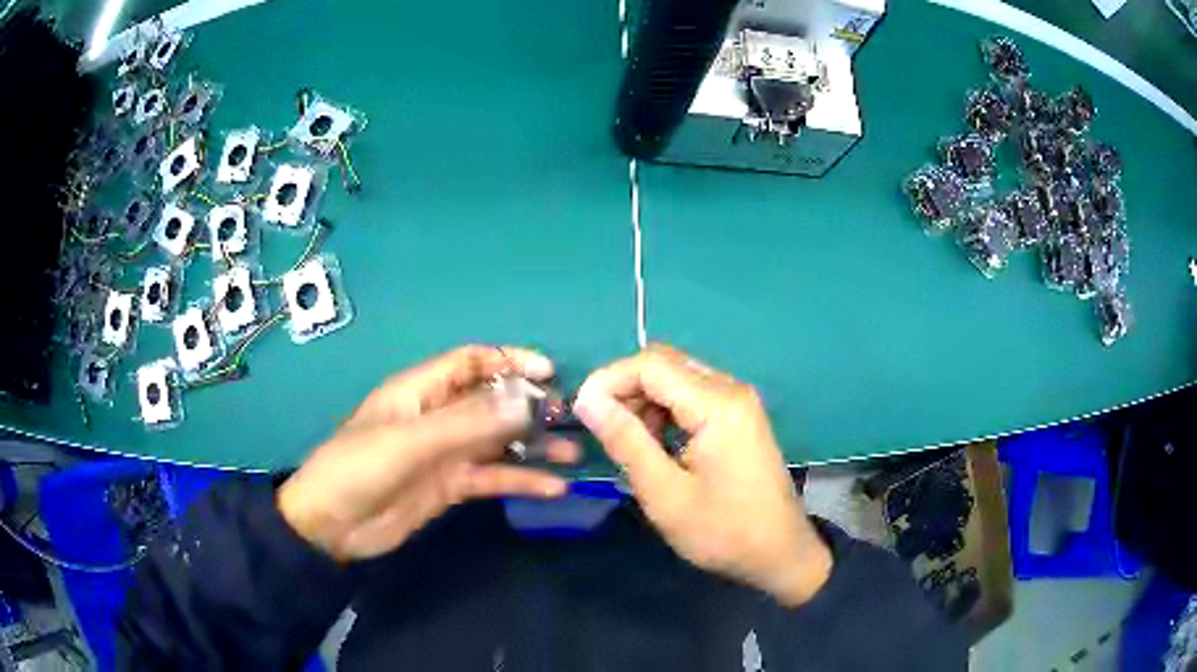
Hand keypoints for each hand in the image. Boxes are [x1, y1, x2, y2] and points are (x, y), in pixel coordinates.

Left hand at [277, 345, 577, 561]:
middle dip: (529, 406)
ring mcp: (445, 453)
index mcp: (421, 391)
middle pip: (491, 401)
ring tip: (573, 453)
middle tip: (569, 419)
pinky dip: (521, 480)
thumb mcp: (411, 441)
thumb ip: (468, 421)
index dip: (509, 361)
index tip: (549, 374)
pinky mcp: (450, 486)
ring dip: (533, 445)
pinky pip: (492, 477)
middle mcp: (437, 416)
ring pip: (498, 441)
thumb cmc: (360, 469)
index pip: (471, 362)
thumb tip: (525, 398)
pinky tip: (552, 488)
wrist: (332, 526)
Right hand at [574, 345, 831, 606]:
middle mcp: (731, 390)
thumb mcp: (664, 493)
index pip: (651, 365)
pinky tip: (658, 446)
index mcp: (717, 404)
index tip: (581, 412)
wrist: (780, 553)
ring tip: (630, 444)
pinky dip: (666, 412)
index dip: (609, 380)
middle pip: (665, 365)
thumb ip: (626, 441)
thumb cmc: (722, 531)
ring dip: (645, 401)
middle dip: (626, 389)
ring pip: (678, 379)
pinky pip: (694, 396)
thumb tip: (587, 400)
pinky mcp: (740, 417)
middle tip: (604, 430)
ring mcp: (739, 402)